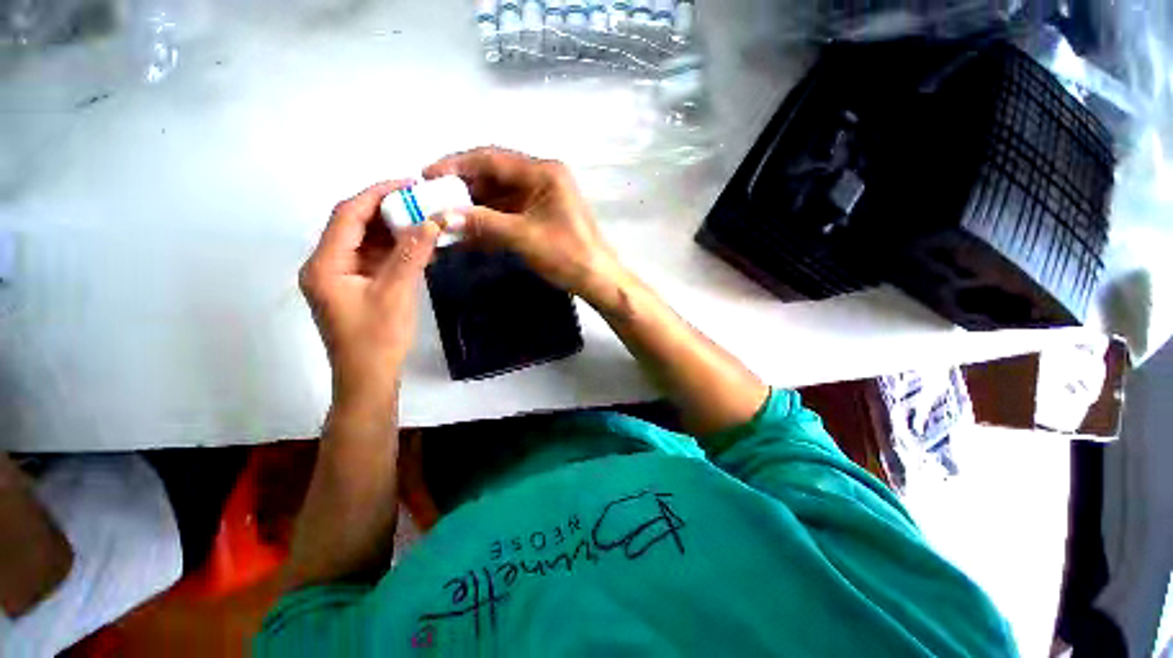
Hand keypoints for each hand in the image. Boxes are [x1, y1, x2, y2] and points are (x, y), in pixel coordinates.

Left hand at [300, 181, 440, 413]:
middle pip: (353, 225)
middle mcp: (325, 265)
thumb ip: (413, 255)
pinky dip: (393, 249)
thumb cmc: (378, 338)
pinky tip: (415, 245)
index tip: (409, 184)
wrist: (369, 378)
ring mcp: (339, 277)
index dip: (377, 194)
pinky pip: (372, 259)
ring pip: (364, 242)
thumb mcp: (397, 293)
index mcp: (325, 264)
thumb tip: (432, 221)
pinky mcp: (354, 288)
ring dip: (392, 230)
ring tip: (422, 219)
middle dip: (386, 210)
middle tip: (420, 201)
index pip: (348, 215)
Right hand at [424, 147, 623, 305]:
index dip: (456, 165)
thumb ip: (483, 223)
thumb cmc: (567, 255)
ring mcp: (543, 198)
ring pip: (500, 197)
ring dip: (475, 209)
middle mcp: (543, 178)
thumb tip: (442, 216)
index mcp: (543, 172)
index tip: (427, 176)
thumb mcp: (524, 237)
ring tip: (445, 220)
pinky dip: (490, 222)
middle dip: (464, 189)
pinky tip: (469, 234)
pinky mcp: (542, 216)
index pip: (491, 159)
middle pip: (494, 176)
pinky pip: (510, 214)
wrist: (597, 279)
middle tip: (433, 201)